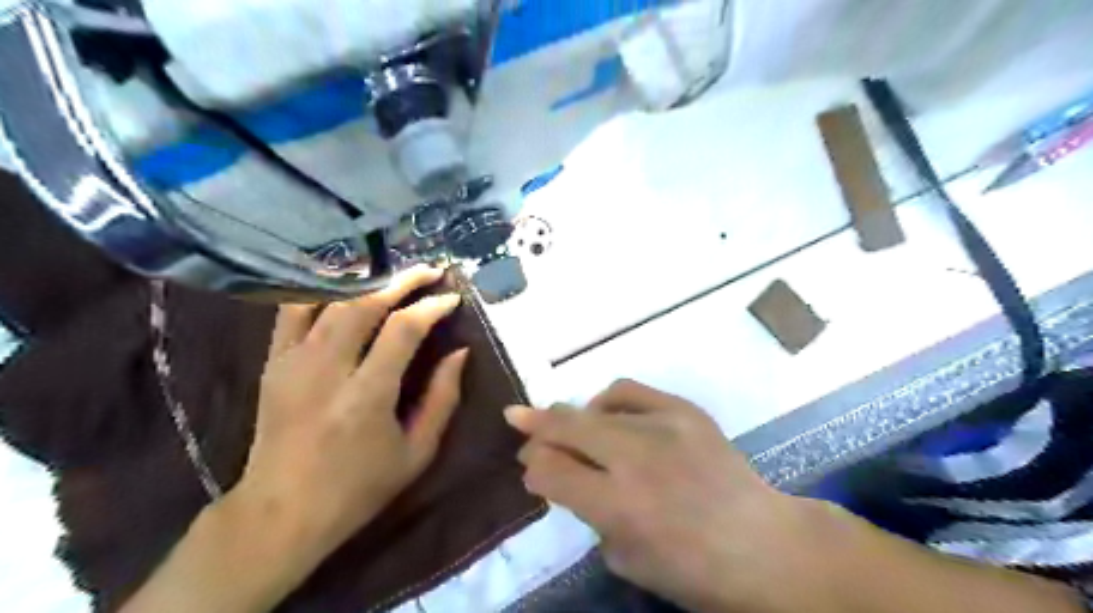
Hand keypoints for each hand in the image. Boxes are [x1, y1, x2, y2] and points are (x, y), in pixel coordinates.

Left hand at [236, 264, 467, 560]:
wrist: (280, 512)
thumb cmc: (359, 488)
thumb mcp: (417, 452)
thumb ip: (443, 398)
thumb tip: (460, 352)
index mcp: (367, 396)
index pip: (403, 330)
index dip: (431, 307)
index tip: (452, 299)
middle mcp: (327, 370)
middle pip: (365, 304)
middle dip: (402, 281)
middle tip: (430, 271)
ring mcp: (293, 362)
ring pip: (330, 301)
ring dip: (367, 281)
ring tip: (394, 275)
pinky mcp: (273, 363)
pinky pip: (293, 311)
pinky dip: (321, 290)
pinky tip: (345, 285)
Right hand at [504, 381, 808, 610]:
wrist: (763, 545)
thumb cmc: (692, 570)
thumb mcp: (626, 558)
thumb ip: (588, 513)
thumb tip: (563, 474)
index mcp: (619, 505)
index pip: (553, 472)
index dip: (534, 467)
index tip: (530, 467)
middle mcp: (636, 458)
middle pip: (567, 427)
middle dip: (535, 424)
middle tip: (516, 419)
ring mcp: (663, 426)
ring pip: (595, 406)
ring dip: (572, 414)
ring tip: (569, 425)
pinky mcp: (684, 410)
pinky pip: (630, 390)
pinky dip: (609, 400)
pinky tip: (607, 412)